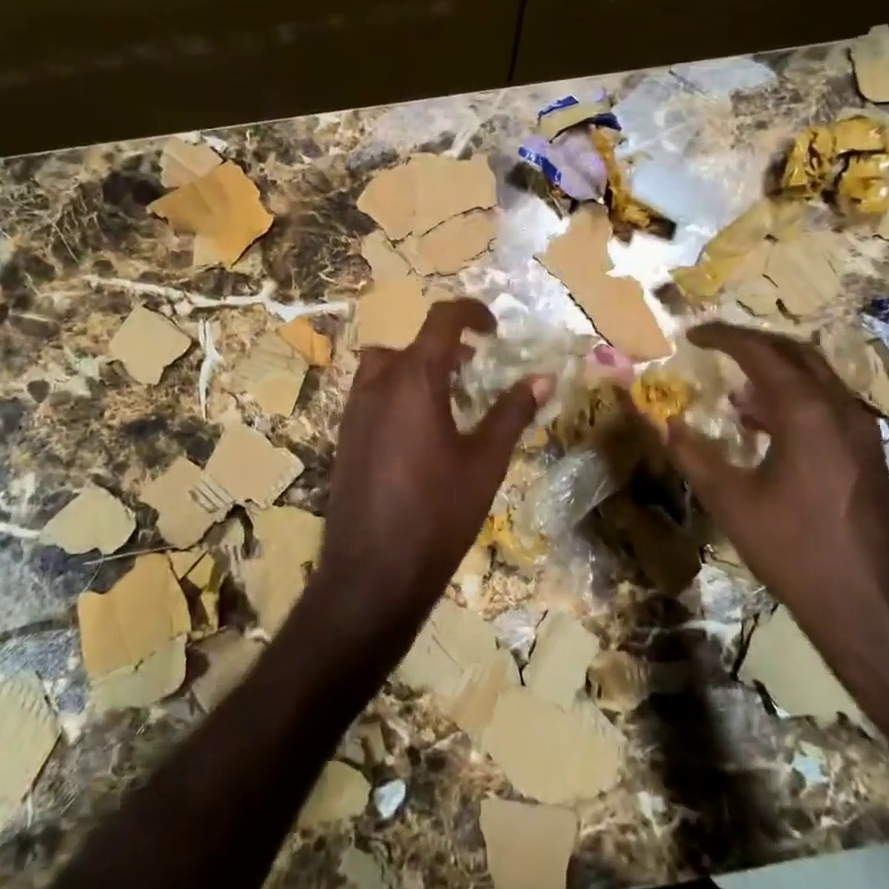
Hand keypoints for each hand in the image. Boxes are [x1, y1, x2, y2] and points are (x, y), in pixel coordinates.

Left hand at [307, 299, 547, 648]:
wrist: (372, 575)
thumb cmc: (438, 514)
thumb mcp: (486, 462)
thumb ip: (513, 412)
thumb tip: (543, 377)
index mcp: (413, 380)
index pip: (441, 320)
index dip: (470, 313)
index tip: (494, 329)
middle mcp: (377, 386)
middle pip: (410, 345)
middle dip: (445, 347)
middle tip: (475, 369)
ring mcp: (354, 413)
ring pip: (385, 368)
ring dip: (417, 369)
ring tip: (449, 399)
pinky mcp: (345, 439)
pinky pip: (372, 396)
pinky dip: (398, 394)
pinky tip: (421, 434)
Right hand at [660, 323, 888, 679]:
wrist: (870, 607)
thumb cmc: (795, 551)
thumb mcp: (731, 502)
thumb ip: (693, 456)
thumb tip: (665, 423)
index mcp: (807, 412)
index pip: (760, 353)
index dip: (723, 338)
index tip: (692, 335)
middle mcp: (840, 409)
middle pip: (795, 353)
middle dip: (753, 343)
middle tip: (715, 346)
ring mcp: (861, 431)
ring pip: (816, 378)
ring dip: (774, 372)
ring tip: (733, 388)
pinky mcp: (868, 454)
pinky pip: (826, 404)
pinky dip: (793, 398)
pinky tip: (764, 426)